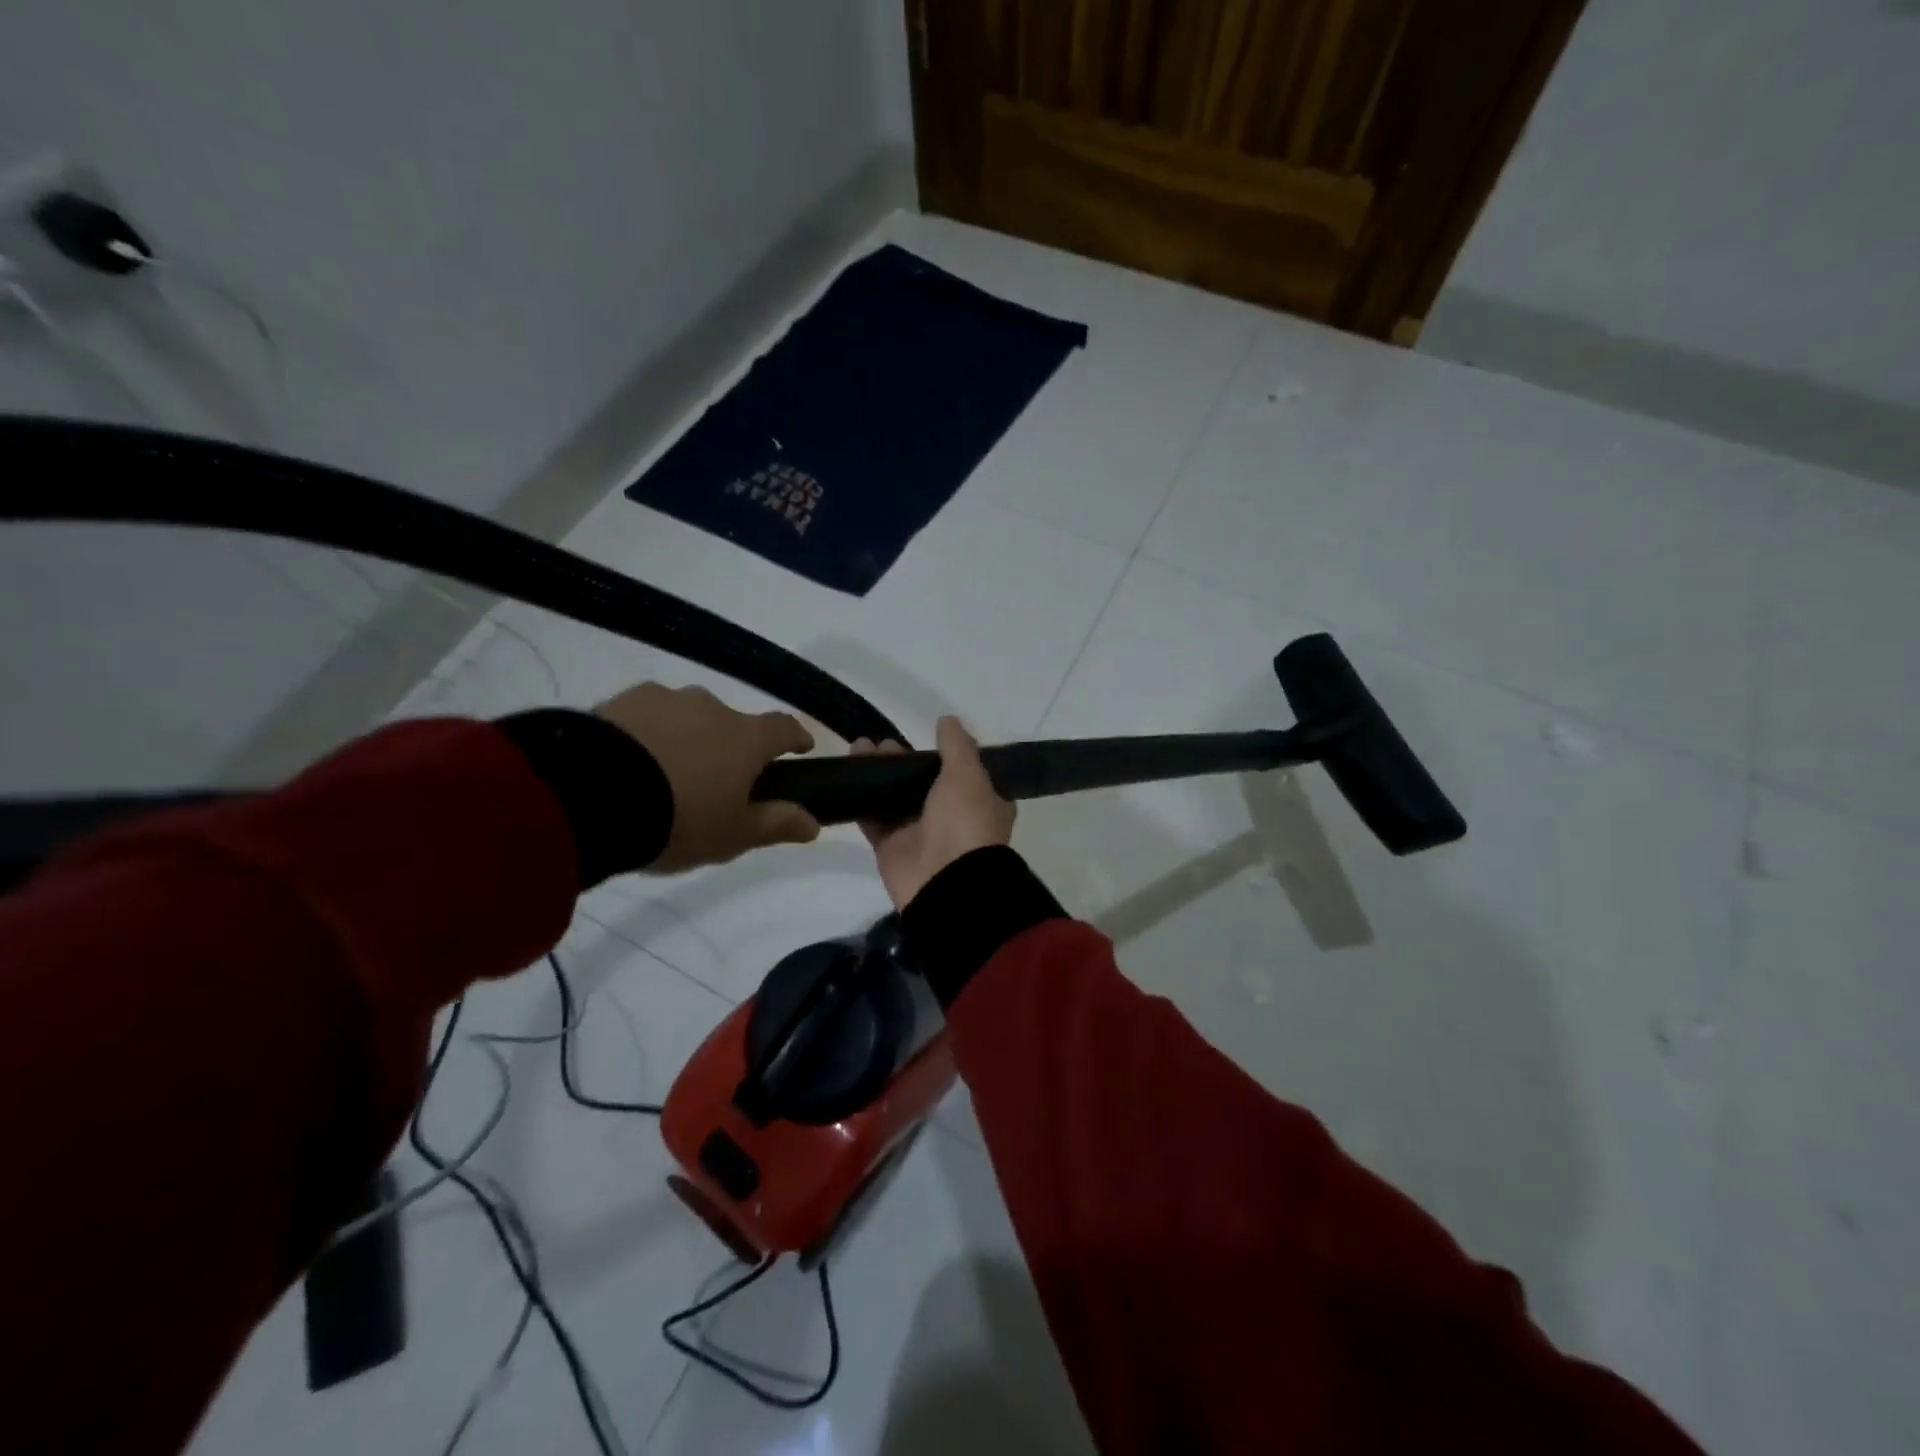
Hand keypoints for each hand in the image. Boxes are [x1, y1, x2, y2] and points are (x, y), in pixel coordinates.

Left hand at [595, 683, 818, 871]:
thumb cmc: (679, 820)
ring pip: (687, 717)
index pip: (784, 728)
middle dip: (729, 746)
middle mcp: (712, 707)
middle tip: (714, 780)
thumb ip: (776, 824)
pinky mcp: (620, 701)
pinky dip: (647, 734)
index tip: (799, 749)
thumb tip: (814, 823)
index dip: (795, 738)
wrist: (591, 796)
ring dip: (686, 738)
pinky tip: (629, 762)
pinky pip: (645, 717)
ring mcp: (665, 699)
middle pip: (732, 724)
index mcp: (747, 737)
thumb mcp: (734, 835)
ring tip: (664, 773)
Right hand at [855, 716, 1013, 909]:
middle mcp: (952, 816)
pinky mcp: (891, 847)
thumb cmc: (965, 822)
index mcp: (980, 801)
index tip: (922, 737)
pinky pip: (873, 819)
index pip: (963, 772)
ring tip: (857, 749)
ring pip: (895, 796)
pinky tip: (846, 776)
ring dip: (877, 774)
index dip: (943, 754)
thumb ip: (956, 746)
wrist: (946, 883)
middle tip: (879, 743)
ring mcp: (919, 832)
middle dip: (901, 760)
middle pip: (922, 781)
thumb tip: (948, 719)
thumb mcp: (968, 775)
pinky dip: (860, 800)